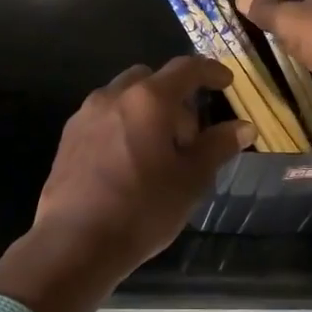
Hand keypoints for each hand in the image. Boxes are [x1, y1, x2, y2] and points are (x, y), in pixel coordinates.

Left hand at [0, 57, 254, 311]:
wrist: (75, 242)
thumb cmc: (142, 209)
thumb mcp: (191, 180)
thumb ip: (217, 146)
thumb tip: (243, 127)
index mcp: (148, 100)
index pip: (186, 69)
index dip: (210, 71)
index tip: (226, 82)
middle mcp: (114, 96)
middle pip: (150, 79)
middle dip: (174, 97)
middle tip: (188, 136)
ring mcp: (86, 115)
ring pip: (123, 97)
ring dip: (146, 111)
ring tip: (158, 152)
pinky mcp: (68, 137)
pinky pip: (104, 117)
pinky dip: (123, 125)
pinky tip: (128, 162)